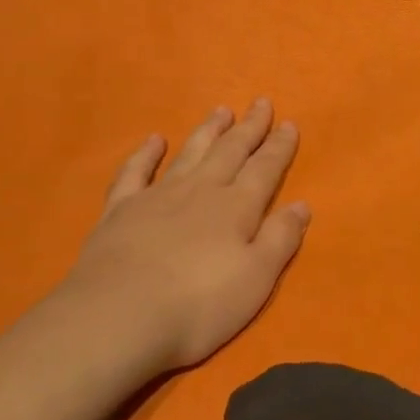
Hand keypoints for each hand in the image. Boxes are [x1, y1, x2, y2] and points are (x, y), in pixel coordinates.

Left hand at [55, 99, 309, 371]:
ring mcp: (157, 197)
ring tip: (221, 110)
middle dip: (248, 128)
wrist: (118, 317)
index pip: (264, 169)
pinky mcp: (120, 210)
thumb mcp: (256, 279)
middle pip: (229, 152)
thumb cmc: (199, 305)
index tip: (289, 124)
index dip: (279, 147)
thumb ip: (280, 238)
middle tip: (260, 103)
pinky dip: (146, 154)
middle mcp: (200, 191)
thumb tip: (301, 204)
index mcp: (236, 208)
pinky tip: (155, 140)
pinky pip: (135, 172)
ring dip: (207, 131)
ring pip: (189, 154)